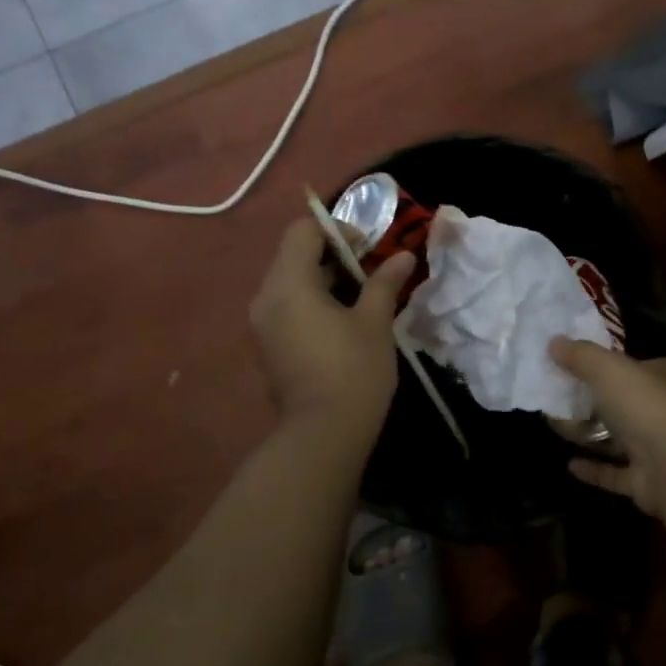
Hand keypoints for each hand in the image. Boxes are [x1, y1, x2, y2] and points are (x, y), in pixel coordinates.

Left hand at [249, 217, 415, 439]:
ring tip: (360, 298)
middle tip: (369, 272)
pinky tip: (341, 324)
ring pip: (290, 283)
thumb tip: (403, 256)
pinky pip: (286, 308)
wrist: (322, 436)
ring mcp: (262, 325)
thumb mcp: (374, 321)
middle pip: (294, 255)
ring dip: (323, 280)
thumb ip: (385, 282)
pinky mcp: (267, 347)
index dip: (337, 230)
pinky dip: (311, 303)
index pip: (302, 231)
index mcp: (289, 284)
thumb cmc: (353, 371)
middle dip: (333, 255)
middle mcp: (265, 298)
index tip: (368, 249)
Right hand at [549, 340, 665, 516]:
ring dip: (588, 434)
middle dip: (588, 399)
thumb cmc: (643, 404)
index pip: (628, 364)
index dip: (601, 362)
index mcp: (657, 376)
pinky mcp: (646, 481)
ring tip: (554, 424)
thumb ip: (580, 355)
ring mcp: (655, 448)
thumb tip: (553, 341)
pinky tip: (570, 464)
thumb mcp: (607, 368)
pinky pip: (614, 473)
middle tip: (553, 395)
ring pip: (616, 438)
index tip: (569, 362)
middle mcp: (658, 409)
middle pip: (618, 401)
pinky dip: (594, 469)